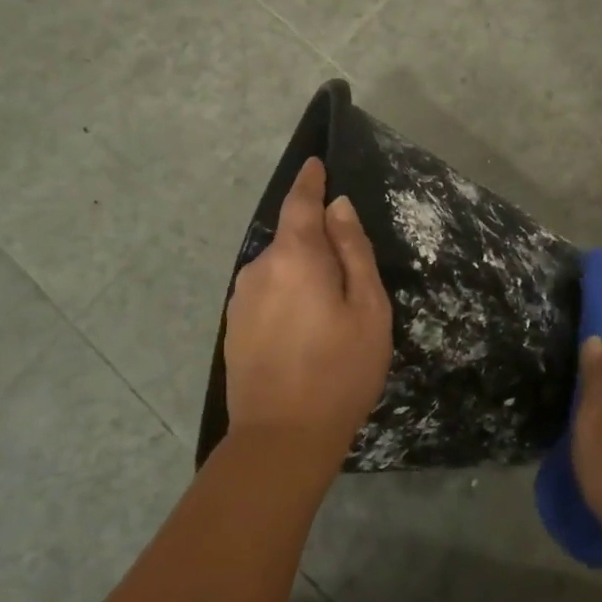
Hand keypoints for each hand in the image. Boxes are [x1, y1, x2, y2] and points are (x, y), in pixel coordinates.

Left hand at [223, 158, 392, 468]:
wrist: (282, 438)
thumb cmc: (340, 369)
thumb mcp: (367, 308)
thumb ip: (352, 250)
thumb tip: (338, 208)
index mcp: (294, 256)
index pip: (300, 203)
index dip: (310, 182)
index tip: (316, 164)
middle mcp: (259, 268)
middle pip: (291, 239)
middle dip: (316, 241)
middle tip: (350, 275)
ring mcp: (241, 299)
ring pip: (279, 269)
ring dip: (302, 274)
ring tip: (330, 311)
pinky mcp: (234, 327)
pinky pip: (267, 294)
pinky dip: (288, 297)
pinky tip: (305, 331)